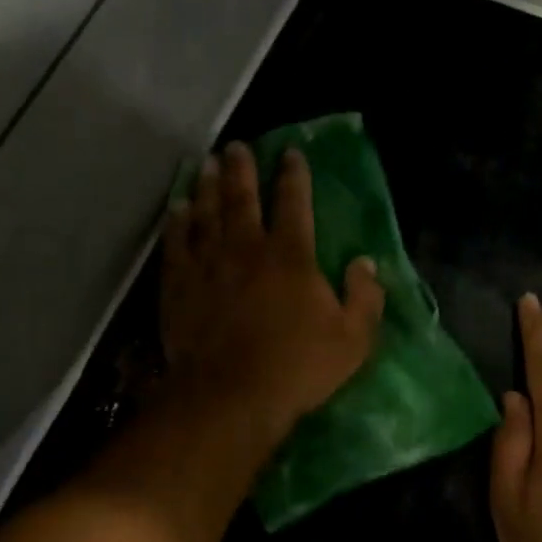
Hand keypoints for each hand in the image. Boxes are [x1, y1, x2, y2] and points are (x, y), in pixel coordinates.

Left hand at [160, 142, 384, 442]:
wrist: (230, 396)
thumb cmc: (297, 367)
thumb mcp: (353, 338)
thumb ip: (364, 297)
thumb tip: (366, 263)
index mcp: (291, 256)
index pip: (294, 203)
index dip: (293, 175)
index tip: (290, 153)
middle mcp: (247, 249)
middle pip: (243, 198)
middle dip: (242, 169)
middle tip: (236, 146)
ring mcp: (208, 265)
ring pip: (206, 214)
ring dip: (208, 187)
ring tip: (207, 164)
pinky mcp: (179, 286)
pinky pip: (176, 245)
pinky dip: (176, 223)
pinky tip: (177, 209)